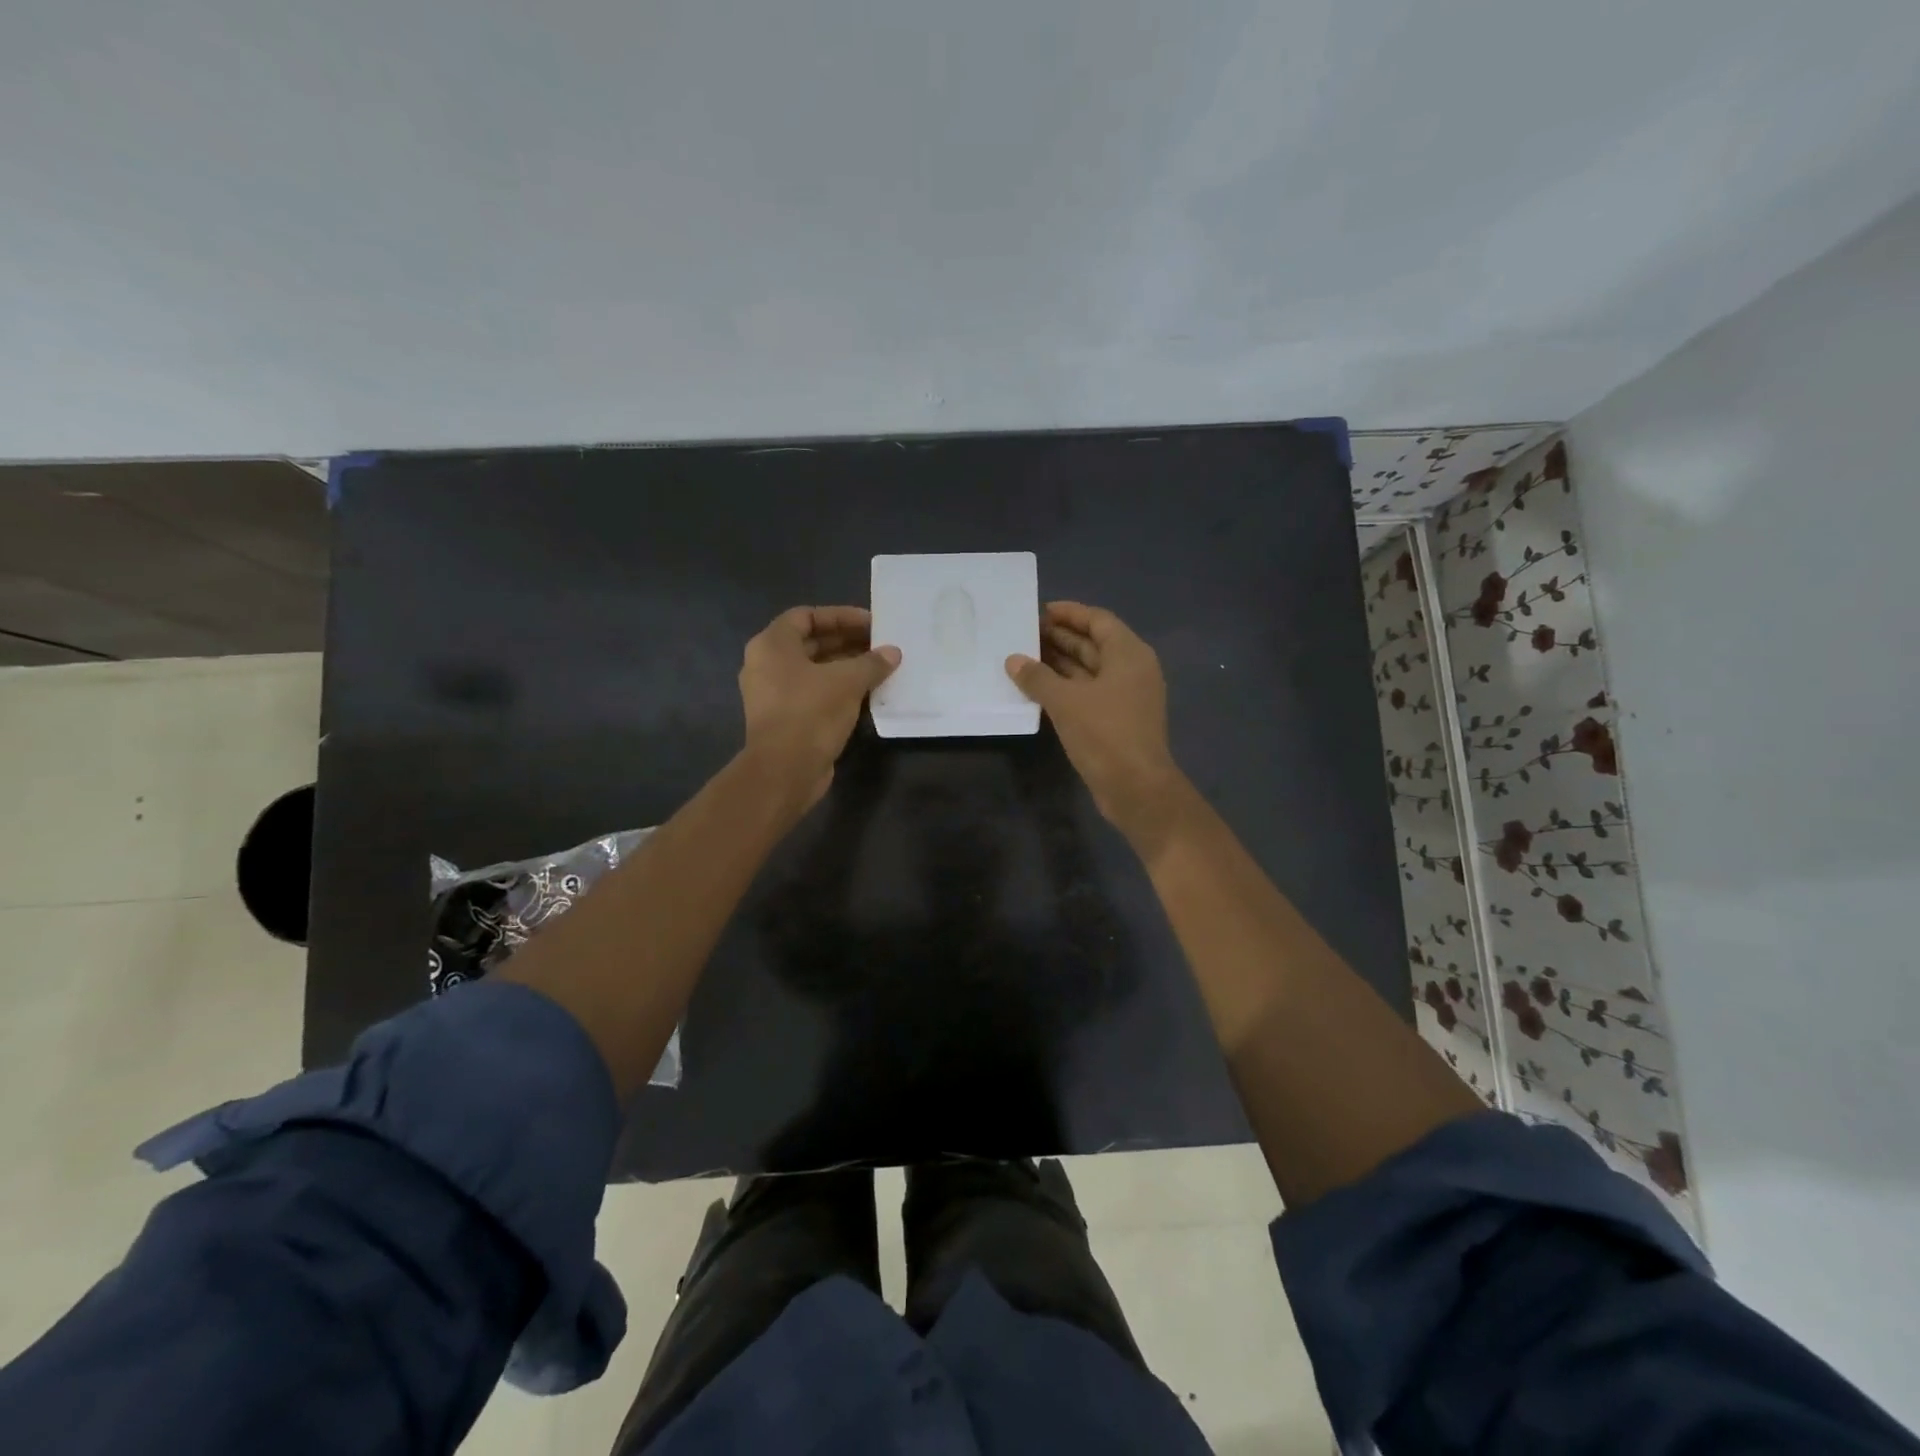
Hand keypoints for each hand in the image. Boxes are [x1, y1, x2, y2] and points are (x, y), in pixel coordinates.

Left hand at [739, 606, 899, 809]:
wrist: (785, 770)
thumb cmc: (810, 713)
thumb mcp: (847, 681)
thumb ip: (871, 663)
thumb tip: (893, 653)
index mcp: (772, 645)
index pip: (807, 616)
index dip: (841, 616)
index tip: (872, 624)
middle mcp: (767, 665)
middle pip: (811, 643)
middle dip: (847, 642)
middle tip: (881, 645)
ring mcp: (774, 694)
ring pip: (815, 671)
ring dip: (846, 667)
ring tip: (880, 668)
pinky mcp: (785, 719)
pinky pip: (814, 694)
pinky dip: (838, 690)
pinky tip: (868, 694)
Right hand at [1006, 601, 1188, 843]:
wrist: (1136, 788)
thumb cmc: (1105, 733)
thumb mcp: (1065, 701)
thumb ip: (1037, 677)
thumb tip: (1013, 660)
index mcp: (1128, 654)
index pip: (1098, 620)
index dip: (1070, 613)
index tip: (1040, 610)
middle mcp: (1131, 670)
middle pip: (1094, 644)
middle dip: (1060, 638)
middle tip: (1024, 633)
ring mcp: (1126, 697)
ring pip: (1089, 670)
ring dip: (1060, 663)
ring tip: (1024, 657)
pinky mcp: (1117, 720)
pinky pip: (1088, 693)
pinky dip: (1065, 687)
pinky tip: (1038, 689)